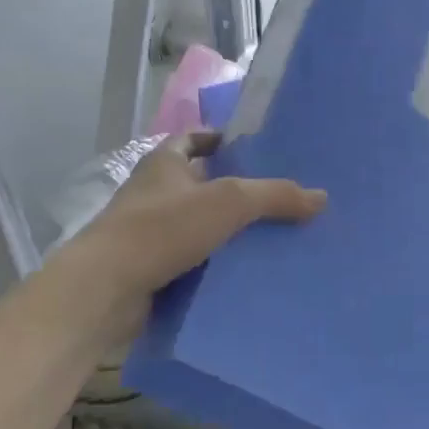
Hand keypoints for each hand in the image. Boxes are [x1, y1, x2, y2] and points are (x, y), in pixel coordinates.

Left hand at [71, 132, 326, 339]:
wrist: (107, 288)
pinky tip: (246, 272)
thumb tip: (321, 197)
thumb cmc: (163, 229)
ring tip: (272, 237)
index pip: (194, 139)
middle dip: (234, 189)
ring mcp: (148, 232)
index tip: (254, 151)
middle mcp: (153, 192)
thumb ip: (275, 195)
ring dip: (226, 230)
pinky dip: (215, 263)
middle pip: (199, 183)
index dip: (221, 140)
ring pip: (197, 224)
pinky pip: (192, 259)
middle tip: (278, 198)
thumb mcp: (229, 202)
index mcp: (164, 163)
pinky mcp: (150, 267)